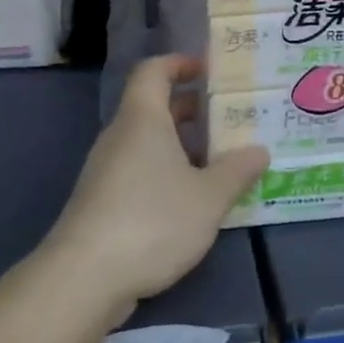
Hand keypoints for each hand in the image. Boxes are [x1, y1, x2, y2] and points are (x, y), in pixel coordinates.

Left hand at [46, 56, 269, 318]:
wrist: (83, 278)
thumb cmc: (151, 220)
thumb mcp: (208, 197)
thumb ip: (237, 172)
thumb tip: (260, 150)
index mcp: (142, 118)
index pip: (154, 70)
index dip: (181, 63)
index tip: (211, 71)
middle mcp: (120, 135)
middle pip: (153, 106)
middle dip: (191, 108)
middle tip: (228, 118)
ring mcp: (106, 170)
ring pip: (147, 142)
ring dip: (181, 144)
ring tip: (219, 160)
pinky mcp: (101, 202)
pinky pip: (138, 170)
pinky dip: (165, 172)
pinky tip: (191, 200)